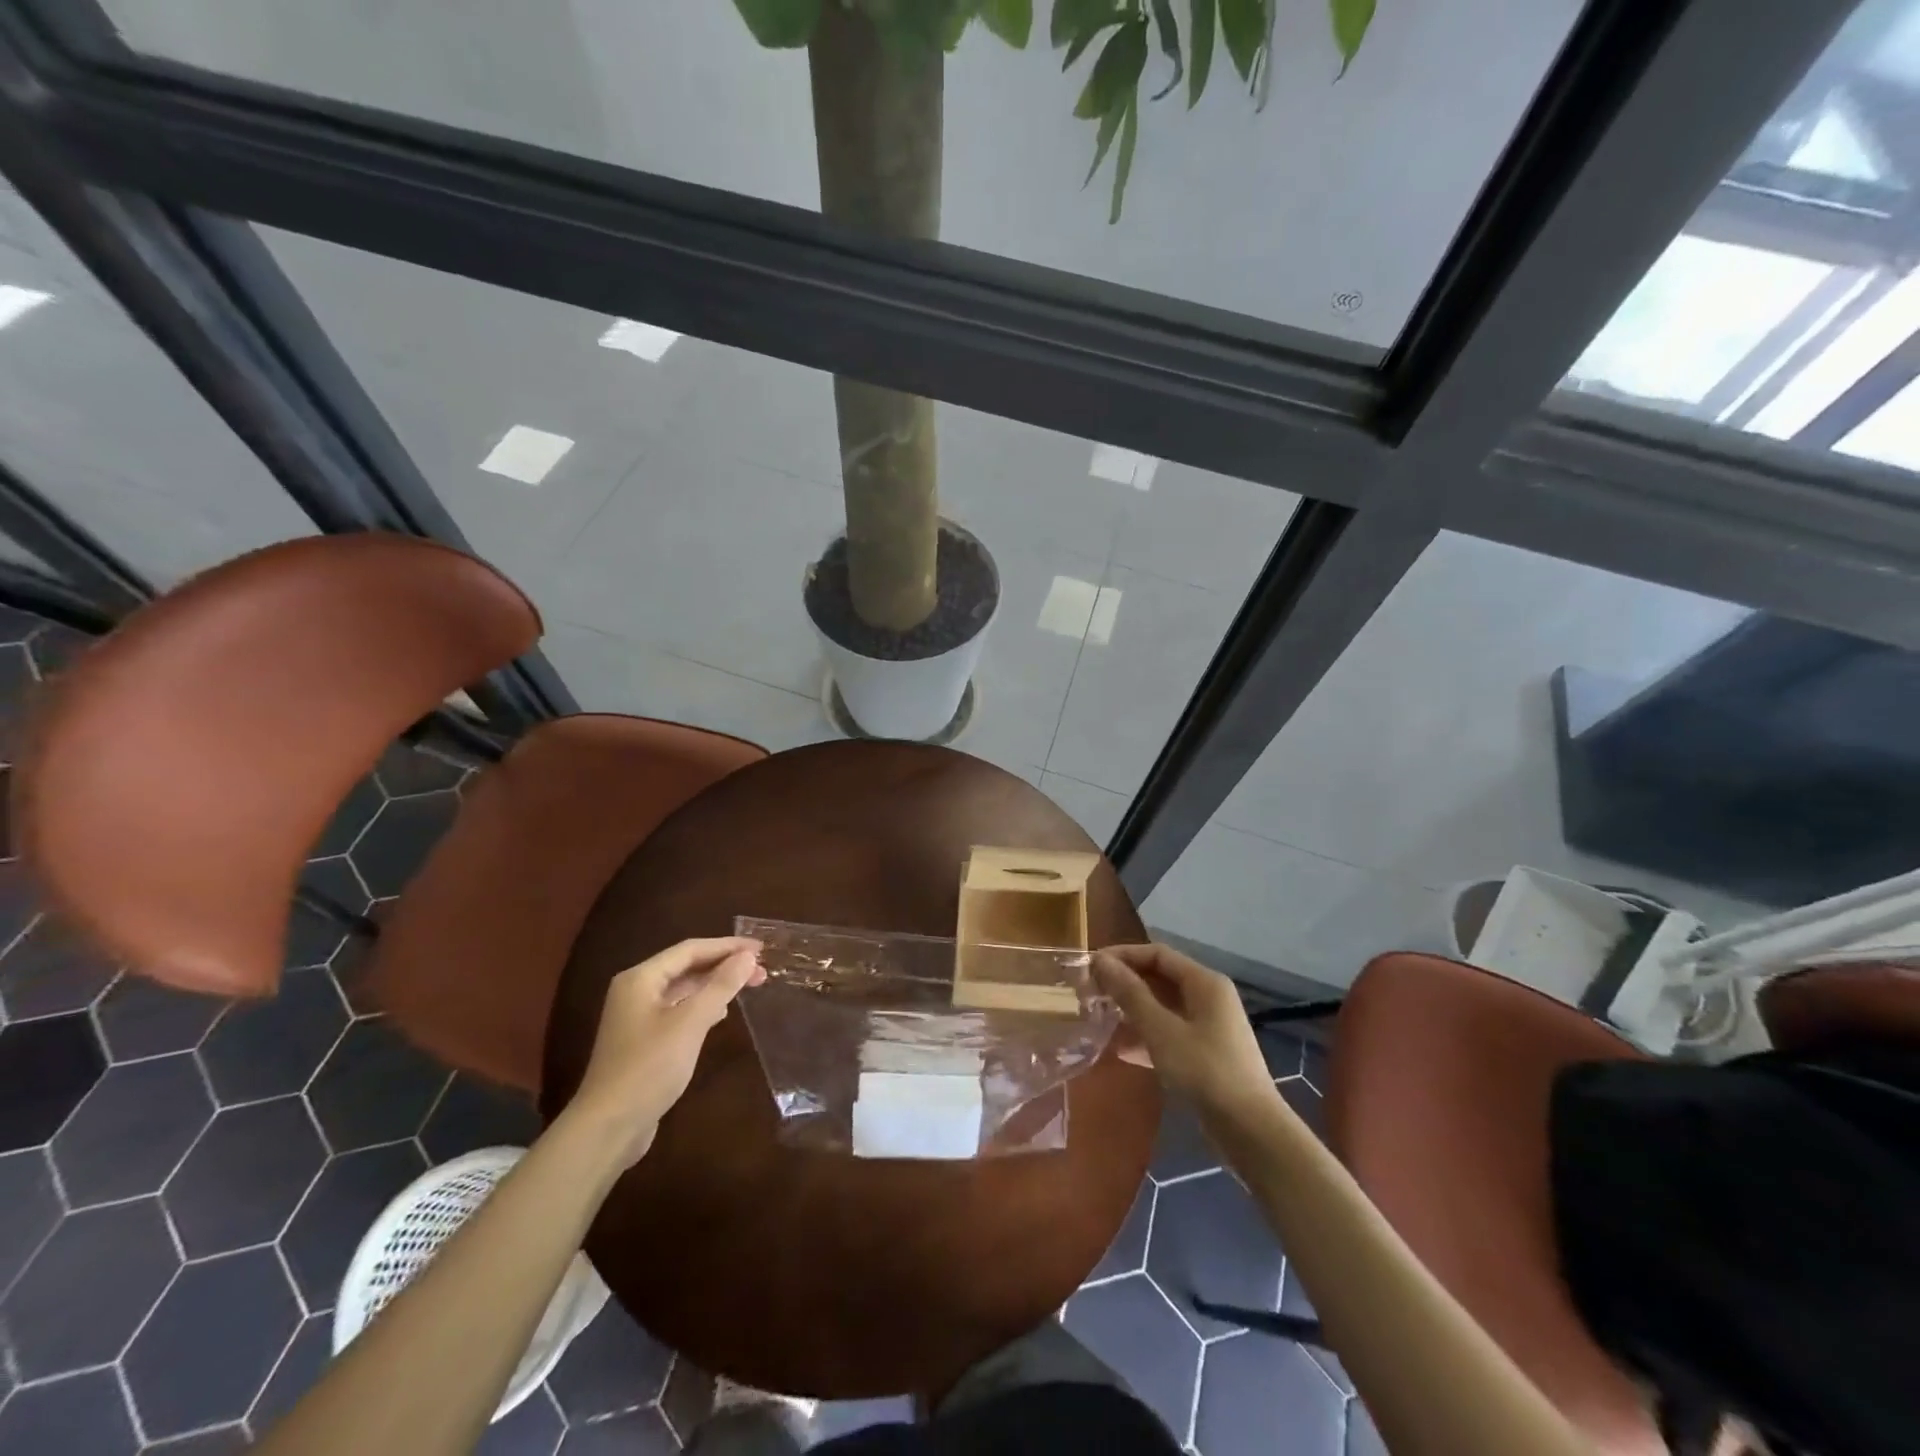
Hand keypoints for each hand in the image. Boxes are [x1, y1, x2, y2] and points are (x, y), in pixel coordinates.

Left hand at [565, 936, 764, 1167]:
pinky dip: (703, 1006)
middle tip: (762, 970)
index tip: (761, 948)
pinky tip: (722, 1013)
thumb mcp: (690, 1023)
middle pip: (687, 967)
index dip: (727, 946)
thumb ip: (720, 985)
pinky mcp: (644, 1041)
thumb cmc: (649, 1068)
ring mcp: (638, 1017)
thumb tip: (748, 956)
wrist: (608, 1128)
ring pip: (684, 990)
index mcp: (641, 979)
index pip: (690, 949)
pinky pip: (679, 1011)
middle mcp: (636, 991)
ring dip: (716, 985)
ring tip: (749, 985)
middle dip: (724, 965)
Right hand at [1093, 943, 1276, 1123]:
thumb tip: (1101, 960)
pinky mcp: (1206, 1054)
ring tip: (1100, 1020)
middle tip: (1091, 993)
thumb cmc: (1205, 1072)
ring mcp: (1209, 1027)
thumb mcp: (1161, 1030)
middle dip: (1126, 984)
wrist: (1251, 1132)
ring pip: (1163, 1008)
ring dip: (1133, 1012)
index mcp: (1204, 983)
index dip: (1123, 956)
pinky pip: (1170, 1033)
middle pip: (1161, 978)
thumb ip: (1130, 993)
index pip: (1157, 954)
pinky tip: (1121, 1052)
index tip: (1091, 967)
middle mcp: (1209, 998)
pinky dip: (1147, 1037)